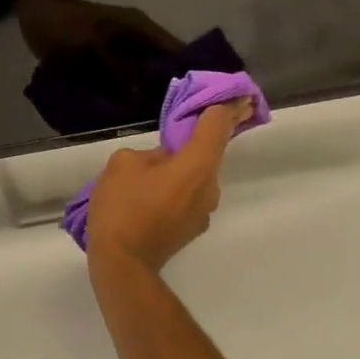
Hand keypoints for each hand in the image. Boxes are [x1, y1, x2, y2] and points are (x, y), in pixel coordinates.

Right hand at [86, 99, 250, 272]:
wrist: (122, 264)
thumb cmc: (122, 208)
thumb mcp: (123, 164)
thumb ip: (148, 153)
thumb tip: (160, 161)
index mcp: (198, 165)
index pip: (219, 126)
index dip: (226, 106)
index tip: (237, 94)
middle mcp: (210, 187)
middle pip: (210, 152)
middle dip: (198, 139)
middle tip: (184, 127)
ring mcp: (205, 211)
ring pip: (197, 176)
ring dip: (183, 168)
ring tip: (152, 170)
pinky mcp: (193, 228)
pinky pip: (188, 196)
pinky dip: (177, 188)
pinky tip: (151, 193)